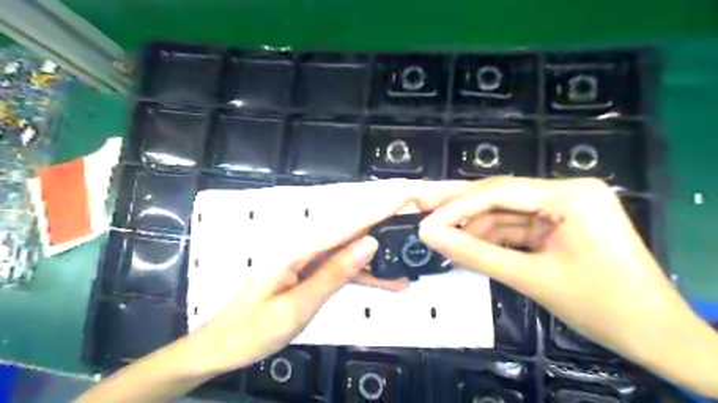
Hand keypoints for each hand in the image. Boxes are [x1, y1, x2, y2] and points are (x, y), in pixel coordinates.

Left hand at [187, 180, 415, 375]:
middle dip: (386, 218)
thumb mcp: (297, 306)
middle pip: (352, 225)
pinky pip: (341, 263)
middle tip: (417, 212)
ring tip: (411, 255)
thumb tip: (369, 243)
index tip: (407, 194)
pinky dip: (364, 271)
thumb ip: (334, 273)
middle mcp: (304, 242)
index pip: (348, 221)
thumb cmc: (254, 329)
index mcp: (297, 246)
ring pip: (351, 246)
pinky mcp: (309, 265)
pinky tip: (387, 281)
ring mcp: (307, 253)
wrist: (223, 343)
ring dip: (380, 251)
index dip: (380, 207)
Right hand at [416, 177, 688, 363]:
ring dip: (474, 227)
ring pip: (504, 212)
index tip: (424, 222)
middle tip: (420, 205)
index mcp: (570, 195)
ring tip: (441, 237)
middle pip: (499, 195)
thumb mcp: (529, 278)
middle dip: (459, 206)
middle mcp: (567, 191)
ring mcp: (564, 206)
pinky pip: (517, 226)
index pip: (498, 193)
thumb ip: (474, 254)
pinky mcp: (560, 223)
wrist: (656, 336)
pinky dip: (492, 238)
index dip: (456, 207)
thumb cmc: (601, 307)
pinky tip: (468, 245)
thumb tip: (429, 236)